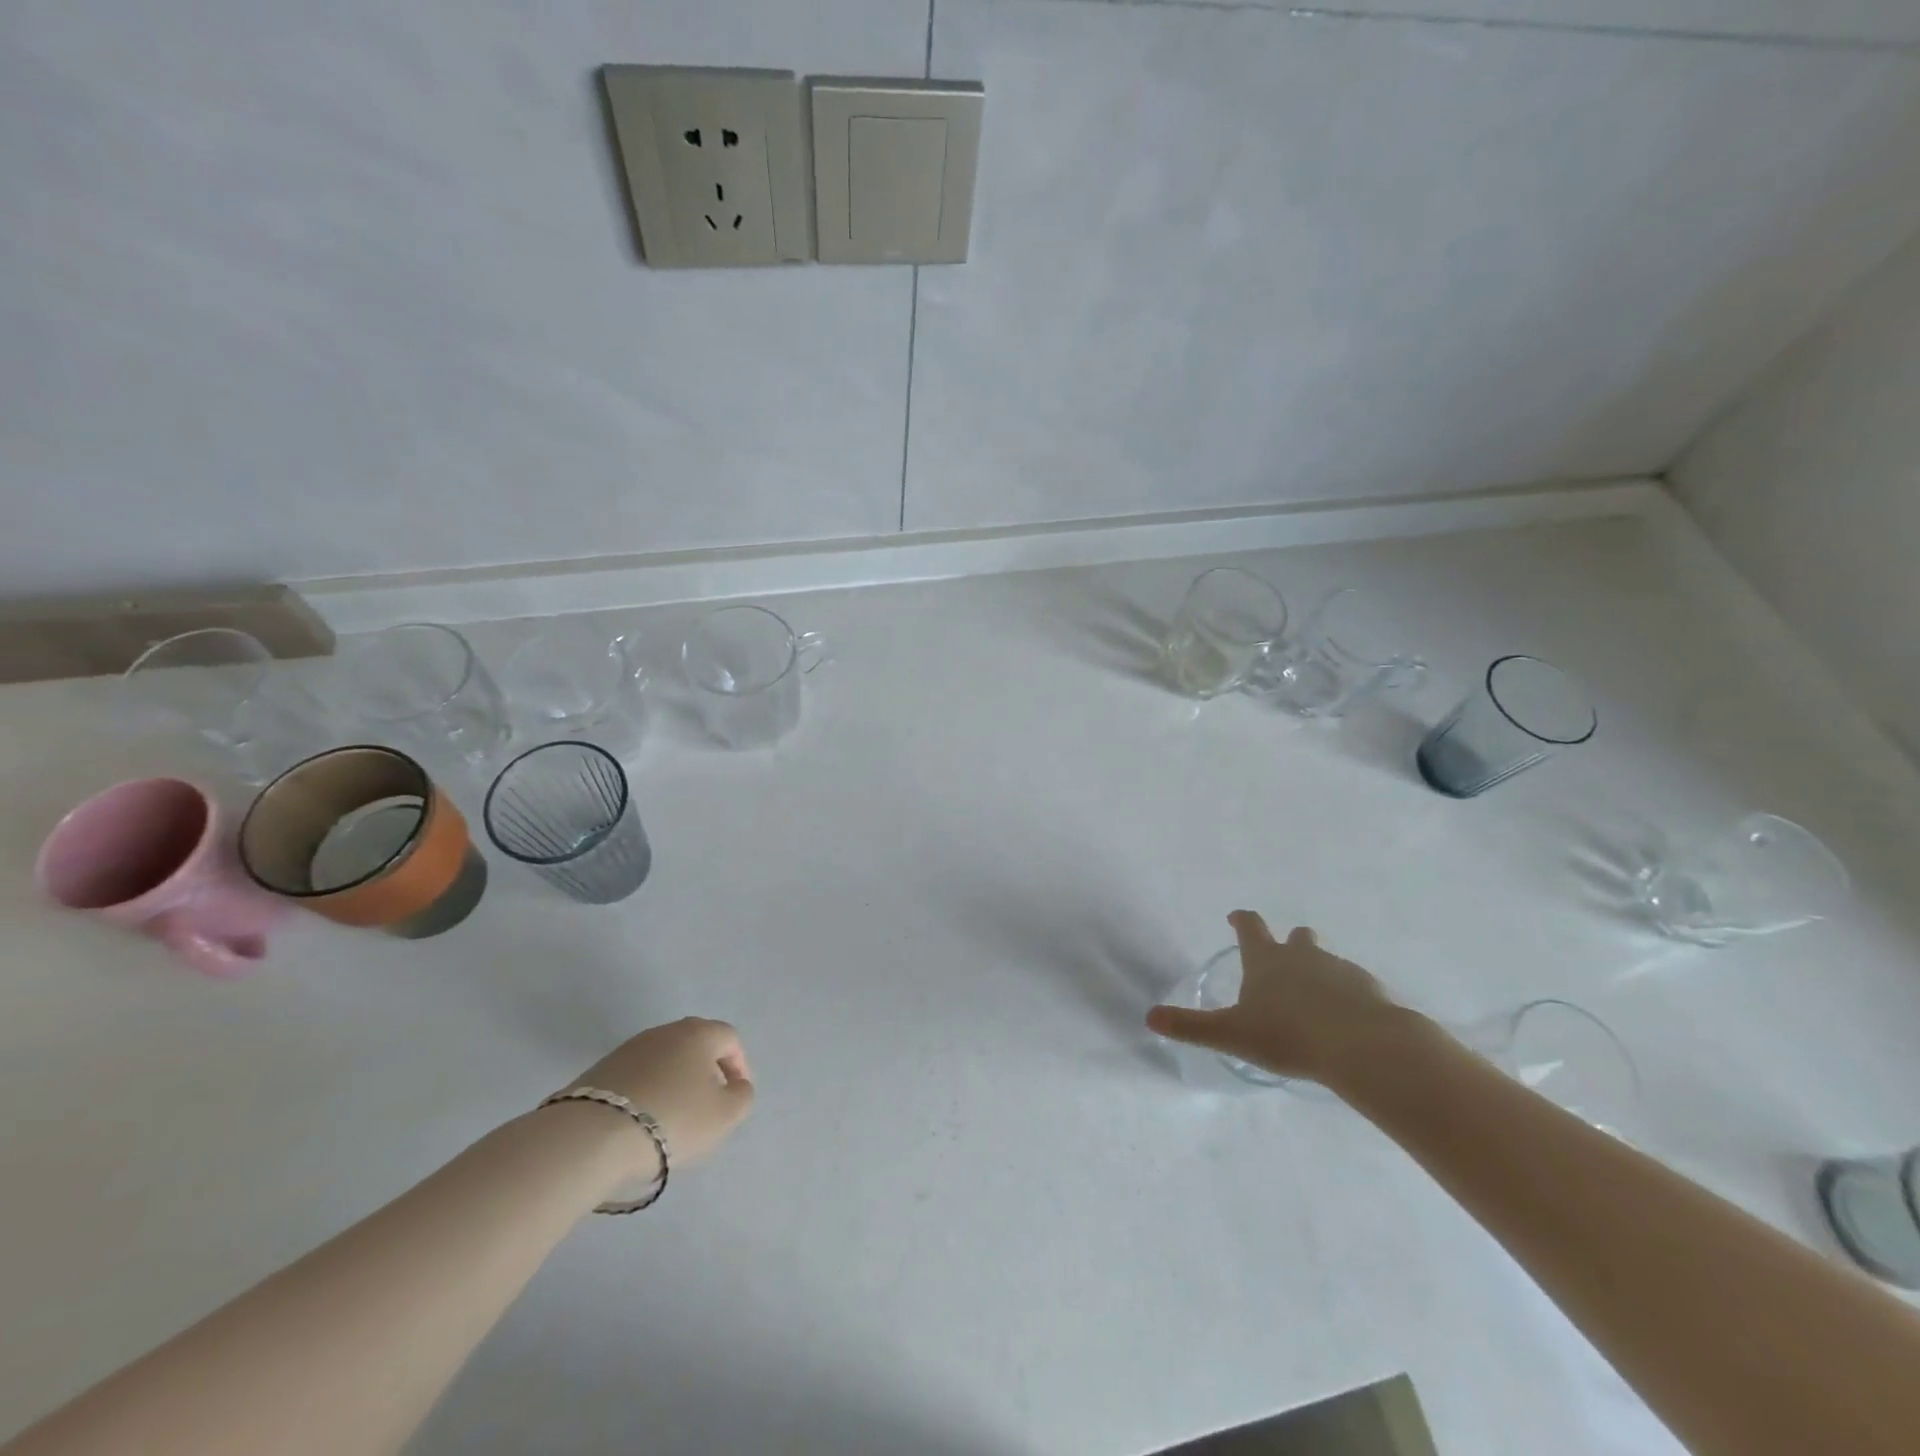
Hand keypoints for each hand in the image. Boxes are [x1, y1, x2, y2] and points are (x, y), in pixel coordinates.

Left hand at [562, 1018, 754, 1173]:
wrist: (592, 1136)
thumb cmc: (672, 1119)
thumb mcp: (725, 1115)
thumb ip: (741, 1096)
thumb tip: (735, 1086)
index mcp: (699, 1033)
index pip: (729, 1039)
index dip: (739, 1066)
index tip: (735, 1096)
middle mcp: (665, 1031)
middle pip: (695, 1045)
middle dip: (706, 1072)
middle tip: (707, 1104)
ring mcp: (629, 1048)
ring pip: (664, 1060)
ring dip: (674, 1082)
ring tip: (672, 1117)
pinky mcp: (601, 1069)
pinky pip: (637, 1076)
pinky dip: (647, 1092)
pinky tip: (642, 1121)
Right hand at [1146, 911, 1408, 1084]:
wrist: (1363, 1046)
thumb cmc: (1288, 1035)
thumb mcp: (1231, 1035)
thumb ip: (1191, 1027)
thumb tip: (1149, 1017)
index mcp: (1267, 960)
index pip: (1250, 927)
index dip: (1241, 920)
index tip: (1234, 917)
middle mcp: (1303, 956)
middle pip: (1297, 937)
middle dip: (1289, 943)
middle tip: (1282, 961)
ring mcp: (1341, 970)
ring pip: (1327, 962)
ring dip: (1318, 973)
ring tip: (1314, 1005)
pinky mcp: (1371, 990)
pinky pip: (1355, 987)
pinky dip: (1347, 997)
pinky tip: (1345, 1024)